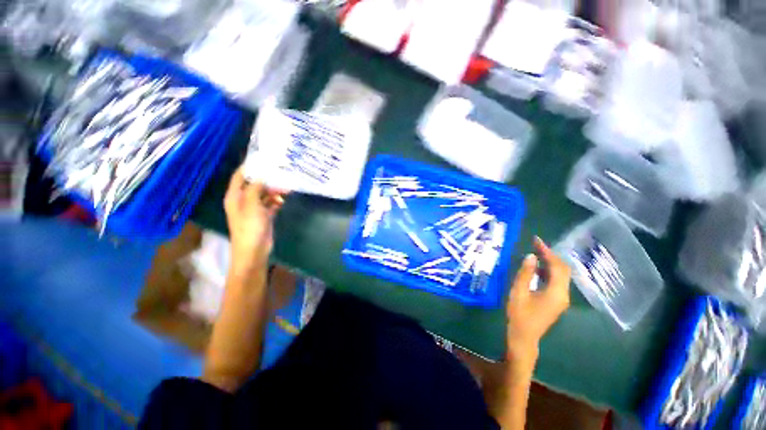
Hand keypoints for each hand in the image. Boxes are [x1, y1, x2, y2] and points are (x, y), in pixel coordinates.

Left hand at [224, 166, 286, 273]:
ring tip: (286, 190)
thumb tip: (262, 174)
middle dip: (267, 180)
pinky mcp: (264, 216)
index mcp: (235, 196)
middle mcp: (243, 201)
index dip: (249, 167)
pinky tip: (283, 201)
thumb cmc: (250, 227)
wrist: (254, 251)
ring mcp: (254, 209)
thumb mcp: (252, 205)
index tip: (263, 160)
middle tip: (282, 175)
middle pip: (254, 185)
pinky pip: (270, 204)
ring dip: (274, 192)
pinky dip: (277, 202)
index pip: (239, 176)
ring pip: (264, 195)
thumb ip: (256, 188)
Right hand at [506, 237, 570, 362]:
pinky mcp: (556, 301)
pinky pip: (555, 281)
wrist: (523, 338)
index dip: (547, 252)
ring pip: (560, 275)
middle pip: (563, 270)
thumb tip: (531, 256)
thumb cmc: (519, 316)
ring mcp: (561, 299)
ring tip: (536, 252)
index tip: (536, 240)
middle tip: (535, 244)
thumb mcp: (518, 292)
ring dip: (550, 262)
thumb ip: (525, 273)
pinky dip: (548, 271)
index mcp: (556, 292)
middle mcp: (563, 294)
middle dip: (550, 255)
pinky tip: (536, 267)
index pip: (557, 266)